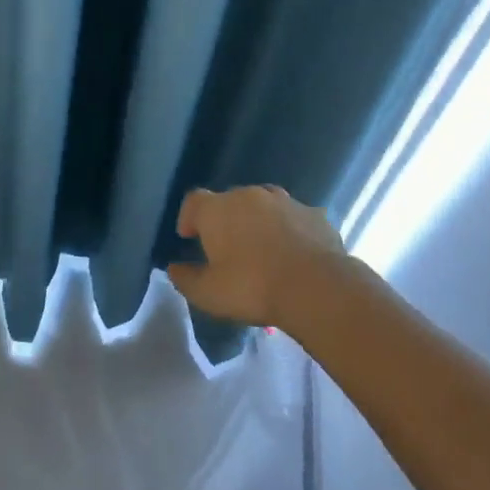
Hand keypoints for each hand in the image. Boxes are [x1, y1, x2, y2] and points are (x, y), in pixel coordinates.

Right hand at [166, 185, 346, 328]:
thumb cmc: (253, 287)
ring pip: (264, 205)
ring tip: (263, 247)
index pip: (194, 201)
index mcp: (217, 209)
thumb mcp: (209, 293)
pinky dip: (289, 229)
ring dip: (259, 220)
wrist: (316, 286)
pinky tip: (294, 252)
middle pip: (229, 200)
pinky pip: (294, 217)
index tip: (189, 236)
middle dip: (225, 219)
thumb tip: (174, 268)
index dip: (189, 217)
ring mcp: (284, 201)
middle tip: (228, 248)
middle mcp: (248, 195)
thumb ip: (186, 279)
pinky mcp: (313, 213)